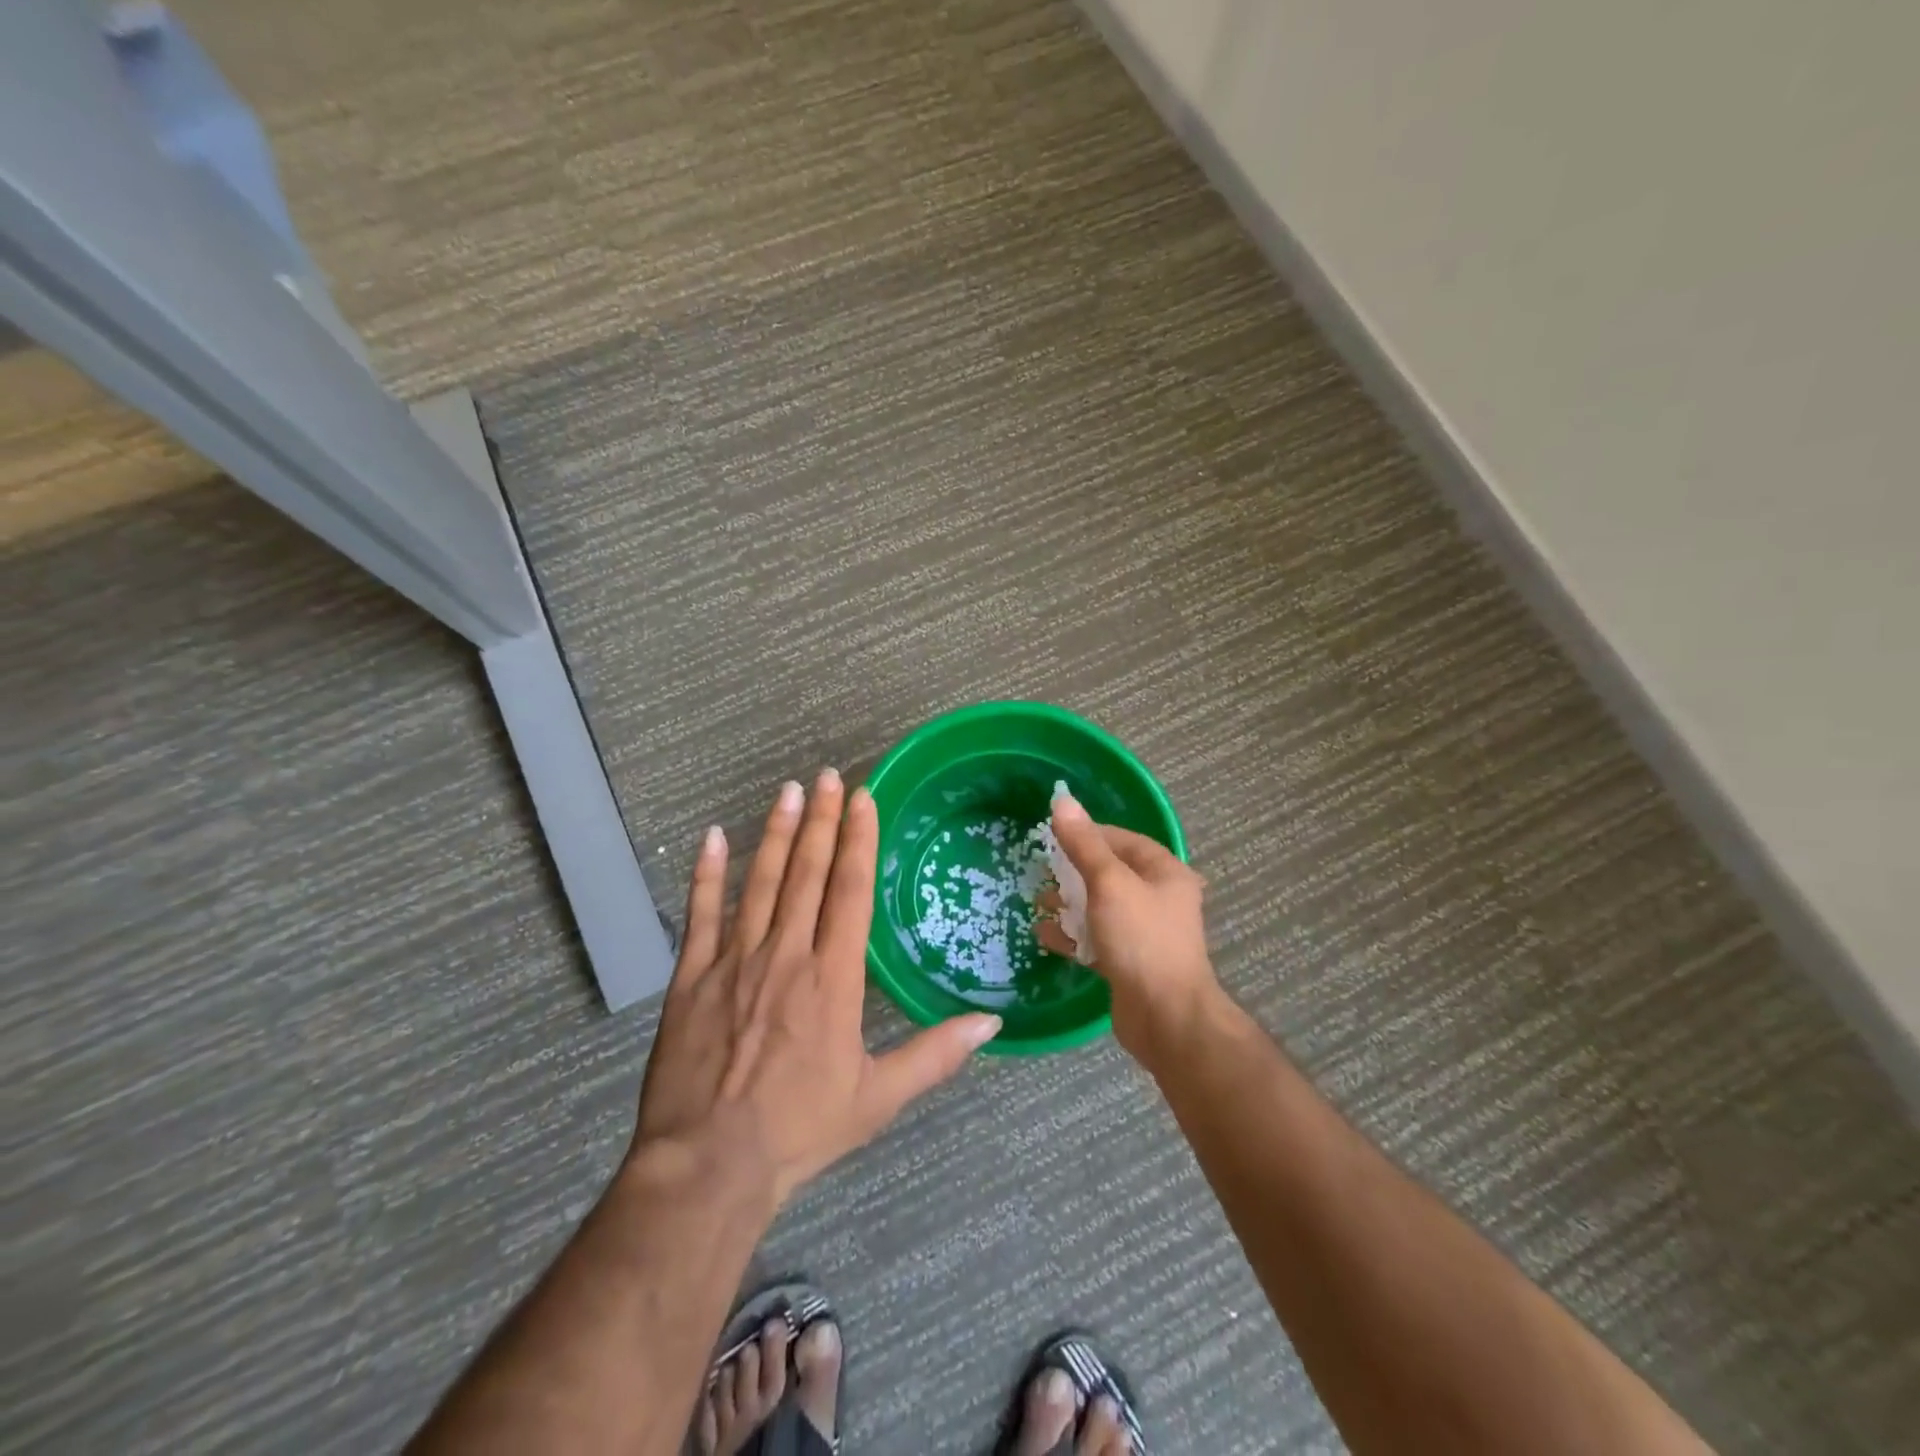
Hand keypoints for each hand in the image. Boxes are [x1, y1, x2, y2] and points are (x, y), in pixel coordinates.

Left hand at [631, 770, 1002, 1210]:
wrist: (709, 1166)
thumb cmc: (800, 1130)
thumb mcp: (878, 1098)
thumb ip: (935, 1054)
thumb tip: (991, 1022)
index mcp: (833, 978)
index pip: (851, 891)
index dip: (859, 840)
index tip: (863, 798)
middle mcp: (786, 954)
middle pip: (809, 873)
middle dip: (822, 820)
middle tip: (828, 775)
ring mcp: (735, 961)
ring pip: (760, 883)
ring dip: (778, 834)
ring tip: (789, 792)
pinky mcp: (692, 978)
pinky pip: (700, 915)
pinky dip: (706, 874)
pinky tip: (714, 837)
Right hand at [1037, 793, 1220, 1066]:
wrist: (1166, 1018)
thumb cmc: (1141, 939)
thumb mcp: (1109, 883)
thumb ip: (1083, 844)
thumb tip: (1061, 800)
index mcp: (1165, 872)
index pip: (1123, 840)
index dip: (1089, 833)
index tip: (1054, 836)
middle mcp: (1159, 898)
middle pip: (1110, 873)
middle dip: (1074, 871)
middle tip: (1042, 871)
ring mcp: (1144, 933)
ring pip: (1101, 907)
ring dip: (1069, 904)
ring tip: (1038, 902)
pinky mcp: (1129, 962)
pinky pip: (1096, 939)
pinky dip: (1072, 935)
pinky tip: (1043, 935)